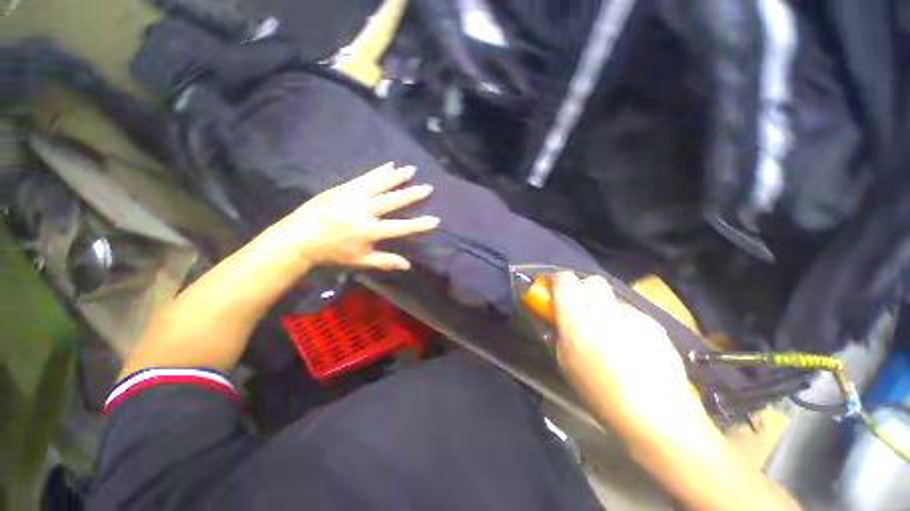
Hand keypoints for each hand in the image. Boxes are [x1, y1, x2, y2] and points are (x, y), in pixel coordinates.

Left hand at [275, 162, 438, 270]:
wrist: (298, 238)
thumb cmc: (332, 253)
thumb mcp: (359, 260)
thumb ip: (384, 261)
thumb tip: (407, 265)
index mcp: (367, 231)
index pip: (399, 227)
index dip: (418, 225)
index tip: (434, 220)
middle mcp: (362, 212)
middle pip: (392, 201)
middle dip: (411, 195)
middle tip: (428, 188)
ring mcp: (351, 197)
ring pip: (379, 185)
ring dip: (397, 177)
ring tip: (412, 170)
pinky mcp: (342, 188)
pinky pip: (364, 178)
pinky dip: (378, 172)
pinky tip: (389, 165)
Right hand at [552, 273, 705, 439]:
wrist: (659, 417)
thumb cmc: (601, 395)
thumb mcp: (567, 364)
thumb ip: (560, 333)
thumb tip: (558, 318)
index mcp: (578, 321)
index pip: (565, 281)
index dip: (560, 283)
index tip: (558, 295)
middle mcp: (605, 311)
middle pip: (593, 280)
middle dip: (585, 290)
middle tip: (584, 311)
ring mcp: (633, 316)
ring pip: (613, 299)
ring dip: (606, 310)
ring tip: (612, 338)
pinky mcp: (654, 325)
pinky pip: (632, 315)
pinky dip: (626, 325)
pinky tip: (633, 349)